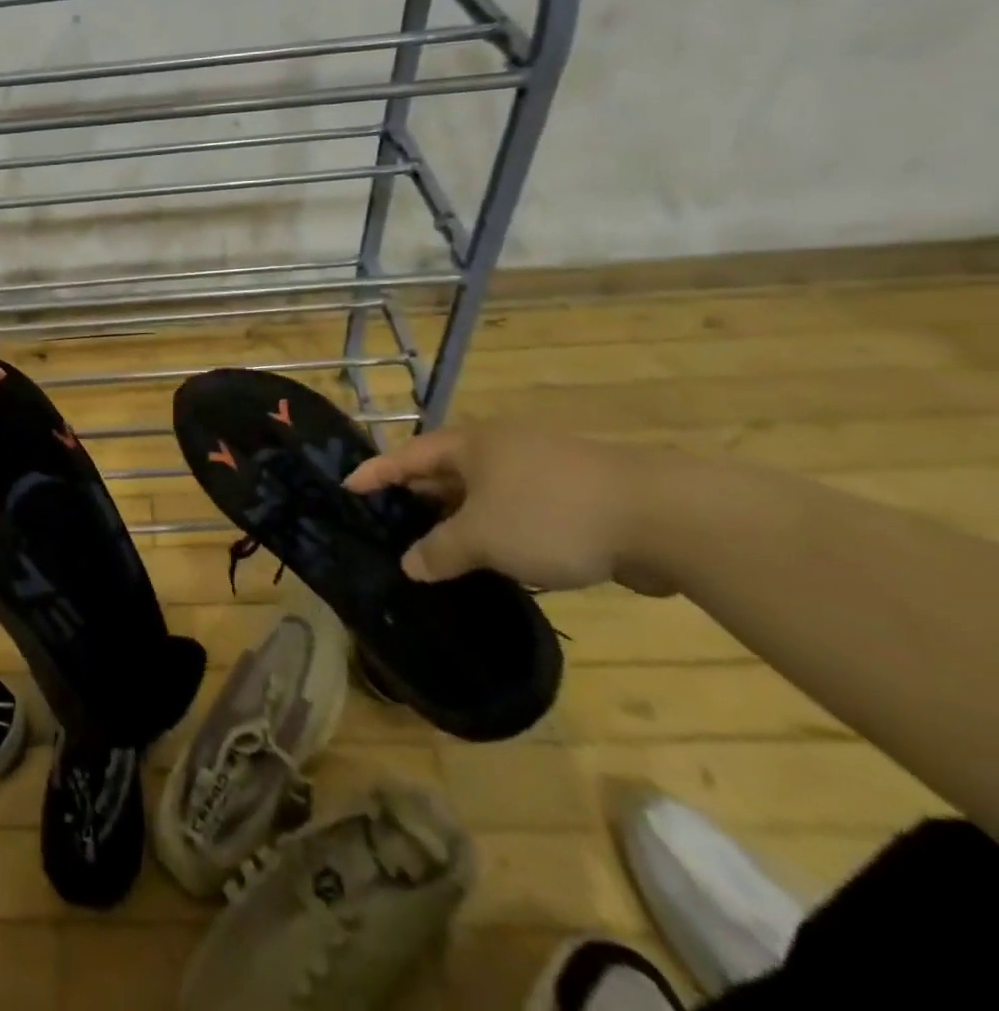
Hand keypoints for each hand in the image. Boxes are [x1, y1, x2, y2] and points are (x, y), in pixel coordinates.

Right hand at [343, 426, 677, 594]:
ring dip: (457, 520)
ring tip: (433, 550)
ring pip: (482, 494)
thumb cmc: (550, 515)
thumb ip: (439, 551)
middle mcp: (500, 449)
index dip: (375, 473)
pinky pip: (515, 511)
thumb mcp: (482, 538)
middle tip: (387, 524)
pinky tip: (493, 560)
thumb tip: (410, 565)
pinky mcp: (573, 497)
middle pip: (443, 472)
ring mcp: (539, 470)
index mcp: (471, 445)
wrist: (663, 518)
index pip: (407, 455)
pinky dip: (496, 531)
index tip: (347, 487)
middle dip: (416, 499)